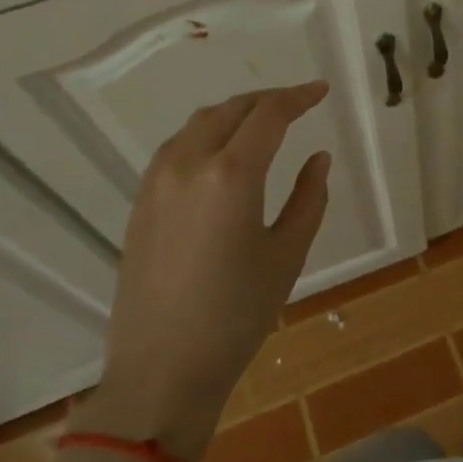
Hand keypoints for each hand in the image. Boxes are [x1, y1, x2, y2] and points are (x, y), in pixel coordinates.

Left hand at [76, 83, 331, 459]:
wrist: (162, 370)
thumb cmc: (237, 315)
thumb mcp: (287, 254)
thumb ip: (309, 197)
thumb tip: (317, 157)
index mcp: (231, 175)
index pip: (268, 115)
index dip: (298, 97)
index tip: (321, 91)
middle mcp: (188, 165)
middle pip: (230, 110)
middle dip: (267, 100)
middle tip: (298, 103)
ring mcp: (157, 182)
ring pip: (199, 124)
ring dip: (234, 113)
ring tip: (263, 122)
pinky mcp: (141, 202)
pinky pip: (177, 148)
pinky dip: (206, 134)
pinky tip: (223, 152)